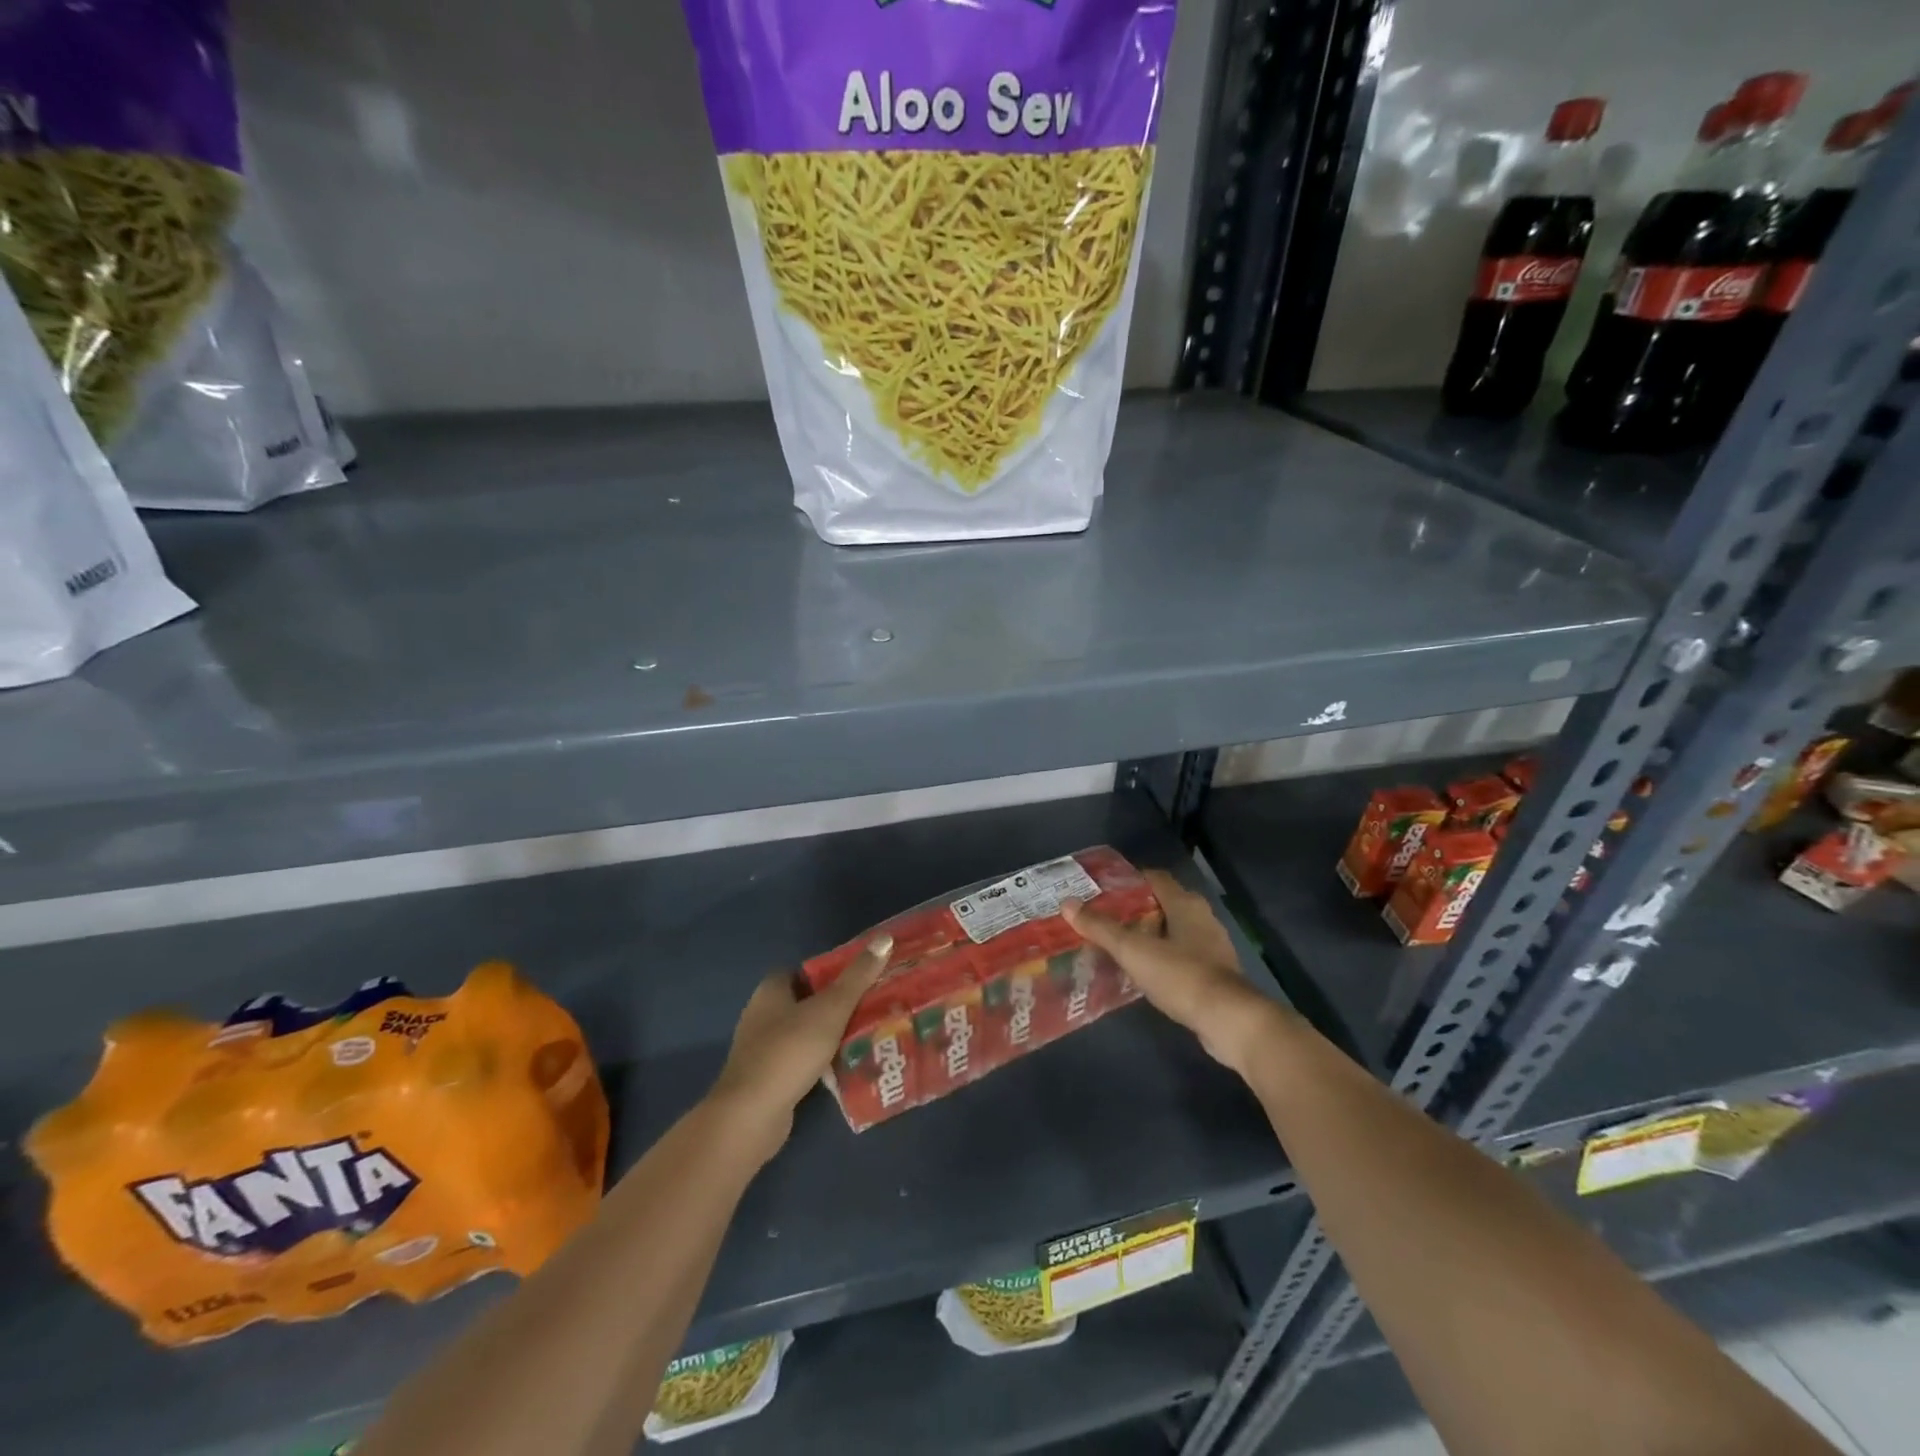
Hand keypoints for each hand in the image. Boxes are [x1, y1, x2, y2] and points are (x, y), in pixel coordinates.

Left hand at [707, 935, 892, 1157]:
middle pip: (807, 1001)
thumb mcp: (831, 1009)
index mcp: (771, 990)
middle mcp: (762, 1013)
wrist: (751, 1116)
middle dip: (837, 1004)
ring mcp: (762, 1048)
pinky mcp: (768, 1077)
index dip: (832, 972)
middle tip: (872, 1006)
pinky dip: (821, 1061)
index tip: (862, 978)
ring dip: (831, 1034)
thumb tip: (885, 937)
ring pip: (805, 1032)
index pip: (805, 970)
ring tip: (867, 1035)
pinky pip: (801, 1060)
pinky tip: (845, 1068)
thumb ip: (858, 976)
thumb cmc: (790, 1051)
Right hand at [1063, 871, 1286, 1075]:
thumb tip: (1067, 904)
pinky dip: (1164, 957)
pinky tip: (1145, 972)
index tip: (1102, 890)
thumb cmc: (1180, 975)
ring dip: (1150, 934)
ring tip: (1120, 945)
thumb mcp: (1133, 950)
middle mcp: (1202, 917)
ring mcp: (1212, 946)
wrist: (1228, 1020)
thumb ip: (1101, 928)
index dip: (1129, 880)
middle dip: (1136, 909)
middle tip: (1105, 918)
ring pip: (1174, 930)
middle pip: (1163, 903)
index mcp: (1185, 903)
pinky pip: (1183, 955)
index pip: (1154, 878)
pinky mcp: (1216, 972)